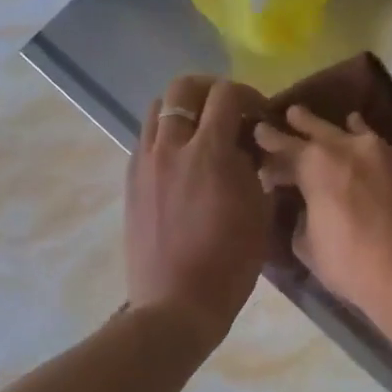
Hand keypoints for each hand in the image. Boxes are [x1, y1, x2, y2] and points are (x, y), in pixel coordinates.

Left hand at [126, 75, 270, 345]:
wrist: (177, 303)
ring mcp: (144, 162)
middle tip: (229, 110)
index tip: (260, 114)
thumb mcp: (259, 211)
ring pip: (157, 109)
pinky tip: (182, 161)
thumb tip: (248, 148)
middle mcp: (170, 147)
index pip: (226, 94)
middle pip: (182, 88)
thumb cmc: (230, 262)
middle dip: (210, 90)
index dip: (249, 95)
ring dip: (183, 110)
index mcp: (208, 152)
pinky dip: (166, 136)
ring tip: (202, 133)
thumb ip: (255, 169)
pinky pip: (146, 139)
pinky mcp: (131, 181)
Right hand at [253, 105, 391, 322]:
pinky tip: (378, 161)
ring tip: (346, 121)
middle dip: (303, 121)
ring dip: (347, 128)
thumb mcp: (307, 244)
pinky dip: (377, 154)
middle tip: (292, 112)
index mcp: (319, 163)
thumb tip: (305, 204)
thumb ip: (301, 215)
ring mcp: (390, 154)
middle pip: (322, 127)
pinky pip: (389, 153)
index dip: (269, 140)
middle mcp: (354, 147)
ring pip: (362, 133)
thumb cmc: (351, 264)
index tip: (258, 131)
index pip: (286, 145)